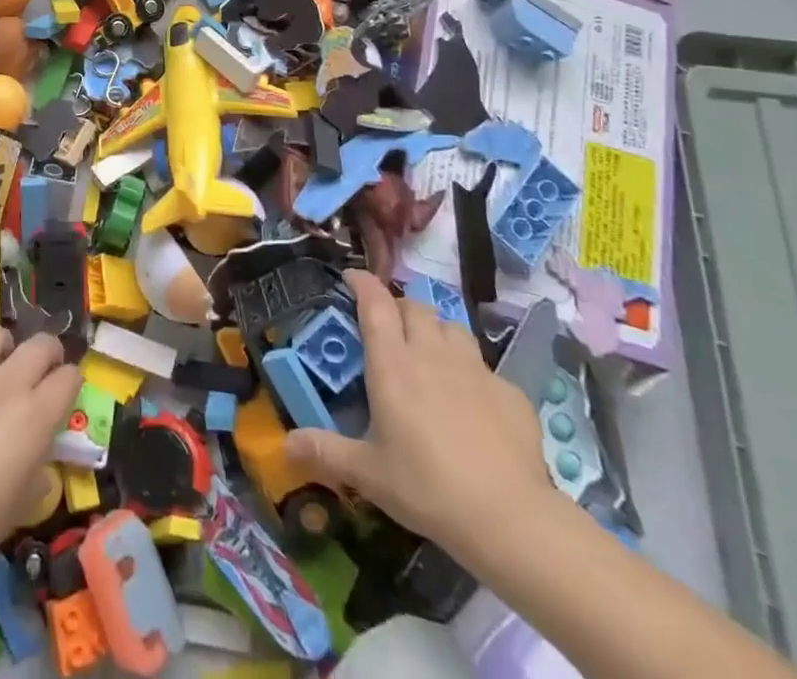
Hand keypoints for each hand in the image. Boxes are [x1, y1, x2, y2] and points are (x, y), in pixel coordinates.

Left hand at [0, 327, 81, 585]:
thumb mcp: (20, 507)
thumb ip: (37, 474)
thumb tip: (39, 463)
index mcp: (35, 415)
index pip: (69, 377)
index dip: (72, 383)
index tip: (68, 394)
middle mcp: (6, 385)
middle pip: (40, 344)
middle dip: (49, 352)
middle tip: (44, 370)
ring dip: (4, 348)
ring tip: (0, 367)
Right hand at [286, 270, 551, 556]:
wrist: (509, 518)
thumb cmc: (427, 488)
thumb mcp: (368, 474)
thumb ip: (327, 452)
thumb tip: (286, 444)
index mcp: (393, 364)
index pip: (375, 302)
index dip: (362, 282)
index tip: (351, 277)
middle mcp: (432, 353)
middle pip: (415, 307)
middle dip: (399, 308)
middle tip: (389, 328)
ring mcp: (475, 369)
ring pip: (452, 327)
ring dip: (436, 330)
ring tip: (430, 353)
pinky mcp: (510, 392)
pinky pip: (485, 367)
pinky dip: (472, 373)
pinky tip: (472, 402)